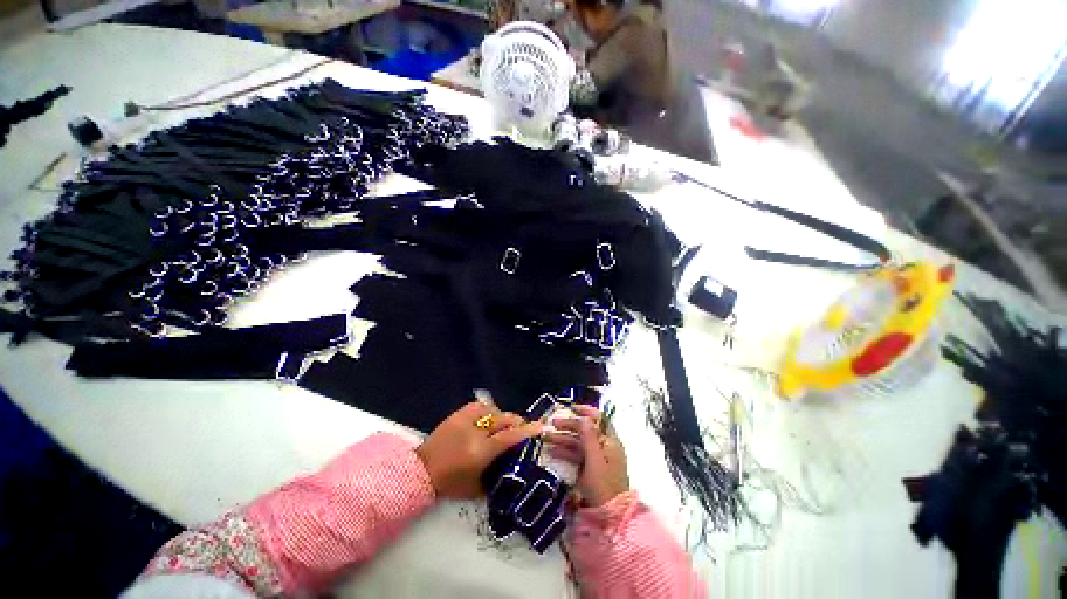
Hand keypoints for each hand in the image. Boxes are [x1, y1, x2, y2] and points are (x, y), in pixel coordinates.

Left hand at [416, 401, 541, 498]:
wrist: (420, 471)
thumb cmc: (449, 484)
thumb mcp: (476, 489)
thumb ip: (496, 478)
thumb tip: (511, 468)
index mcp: (481, 452)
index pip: (509, 437)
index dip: (527, 431)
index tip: (540, 426)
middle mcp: (475, 432)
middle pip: (504, 419)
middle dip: (517, 422)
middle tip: (523, 427)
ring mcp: (465, 420)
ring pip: (493, 410)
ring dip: (502, 417)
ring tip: (504, 424)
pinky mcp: (457, 414)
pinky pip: (479, 406)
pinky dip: (488, 410)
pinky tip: (489, 417)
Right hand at [545, 405, 628, 506]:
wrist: (609, 518)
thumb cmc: (603, 486)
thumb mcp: (595, 460)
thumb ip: (589, 437)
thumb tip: (583, 417)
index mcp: (610, 442)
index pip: (599, 419)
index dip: (586, 411)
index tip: (570, 408)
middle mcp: (604, 446)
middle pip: (586, 430)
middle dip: (569, 425)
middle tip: (552, 424)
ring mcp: (597, 458)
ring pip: (579, 443)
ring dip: (563, 438)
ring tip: (545, 438)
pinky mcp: (590, 469)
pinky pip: (576, 455)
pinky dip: (565, 452)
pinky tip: (551, 451)